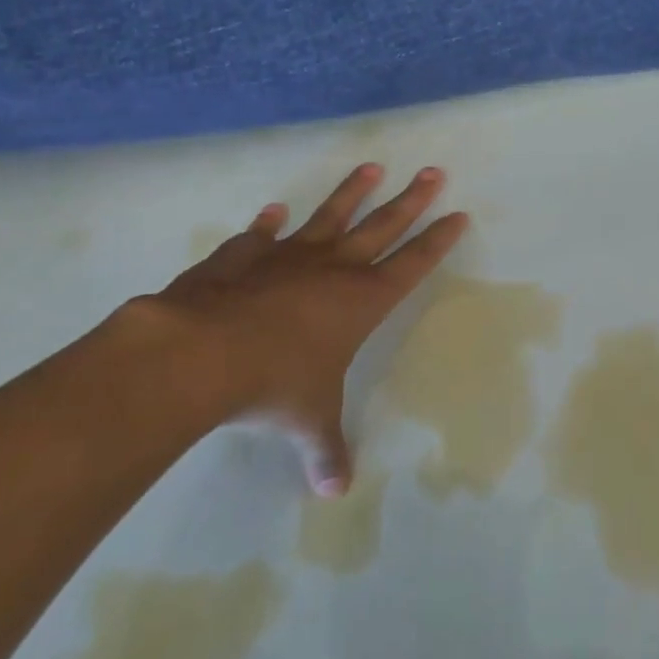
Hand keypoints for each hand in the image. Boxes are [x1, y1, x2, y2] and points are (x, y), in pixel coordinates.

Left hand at [115, 163, 467, 494]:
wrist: (201, 352)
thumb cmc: (273, 385)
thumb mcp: (307, 421)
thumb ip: (325, 449)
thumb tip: (335, 492)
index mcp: (361, 301)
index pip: (412, 264)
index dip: (437, 240)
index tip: (458, 214)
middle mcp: (333, 269)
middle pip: (383, 225)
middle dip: (411, 199)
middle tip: (433, 171)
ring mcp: (288, 256)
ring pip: (330, 215)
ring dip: (352, 192)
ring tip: (371, 167)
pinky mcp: (244, 255)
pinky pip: (261, 236)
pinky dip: (267, 224)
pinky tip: (273, 213)